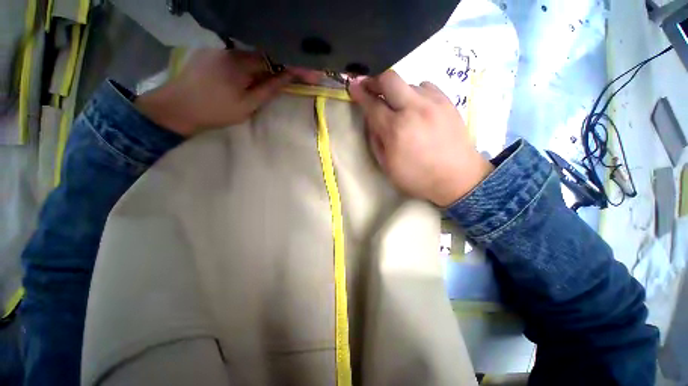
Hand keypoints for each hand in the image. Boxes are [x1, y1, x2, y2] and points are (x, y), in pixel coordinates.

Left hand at [136, 49, 295, 136]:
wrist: (176, 108)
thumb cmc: (215, 111)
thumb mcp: (247, 105)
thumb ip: (268, 90)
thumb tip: (287, 78)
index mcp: (240, 62)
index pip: (274, 58)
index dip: (293, 65)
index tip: (311, 73)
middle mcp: (230, 49)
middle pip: (264, 54)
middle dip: (282, 65)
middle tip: (298, 76)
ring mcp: (220, 49)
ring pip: (252, 55)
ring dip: (266, 66)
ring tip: (278, 78)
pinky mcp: (212, 53)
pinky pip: (239, 57)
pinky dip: (252, 65)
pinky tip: (254, 76)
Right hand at [349, 70, 493, 206]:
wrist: (457, 179)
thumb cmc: (417, 178)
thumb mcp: (387, 166)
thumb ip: (375, 140)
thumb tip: (371, 120)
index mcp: (395, 130)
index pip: (372, 104)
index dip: (360, 93)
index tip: (353, 87)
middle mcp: (414, 109)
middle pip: (390, 79)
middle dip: (375, 80)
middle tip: (369, 87)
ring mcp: (433, 103)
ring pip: (408, 82)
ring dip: (396, 92)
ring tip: (397, 107)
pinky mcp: (447, 102)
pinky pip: (425, 87)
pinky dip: (415, 94)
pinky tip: (416, 108)